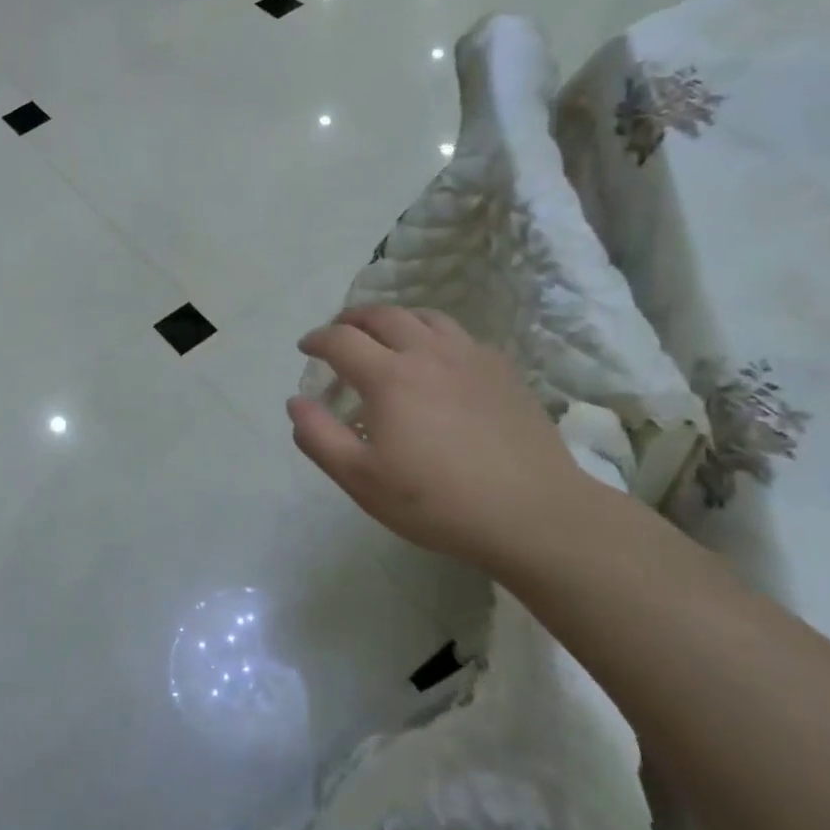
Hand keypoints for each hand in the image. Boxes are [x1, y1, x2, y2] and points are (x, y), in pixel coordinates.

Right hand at [290, 307, 591, 569]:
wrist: (532, 513)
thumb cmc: (436, 501)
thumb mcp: (361, 479)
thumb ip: (319, 437)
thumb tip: (296, 402)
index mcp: (389, 377)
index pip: (341, 340)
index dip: (317, 339)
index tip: (306, 348)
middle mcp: (428, 353)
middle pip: (383, 316)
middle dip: (352, 319)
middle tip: (339, 333)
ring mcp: (471, 358)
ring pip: (425, 317)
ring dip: (394, 319)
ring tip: (384, 335)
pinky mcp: (502, 371)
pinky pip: (459, 335)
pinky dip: (433, 335)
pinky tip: (436, 360)